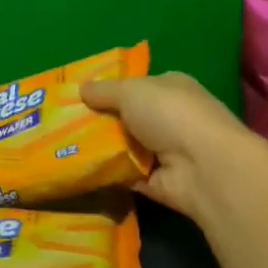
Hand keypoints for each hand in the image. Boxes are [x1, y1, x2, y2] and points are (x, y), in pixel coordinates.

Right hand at [81, 72, 267, 218]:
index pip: (138, 85)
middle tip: (64, 123)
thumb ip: (104, 90)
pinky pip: (127, 175)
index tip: (80, 96)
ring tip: (64, 147)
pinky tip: (80, 170)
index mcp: (172, 87)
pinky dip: (108, 174)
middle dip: (102, 120)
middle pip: (129, 117)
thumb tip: (81, 87)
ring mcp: (168, 152)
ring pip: (126, 147)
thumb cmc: (170, 114)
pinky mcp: (160, 182)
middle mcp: (172, 117)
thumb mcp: (130, 91)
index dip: (111, 90)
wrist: (203, 167)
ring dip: (102, 148)